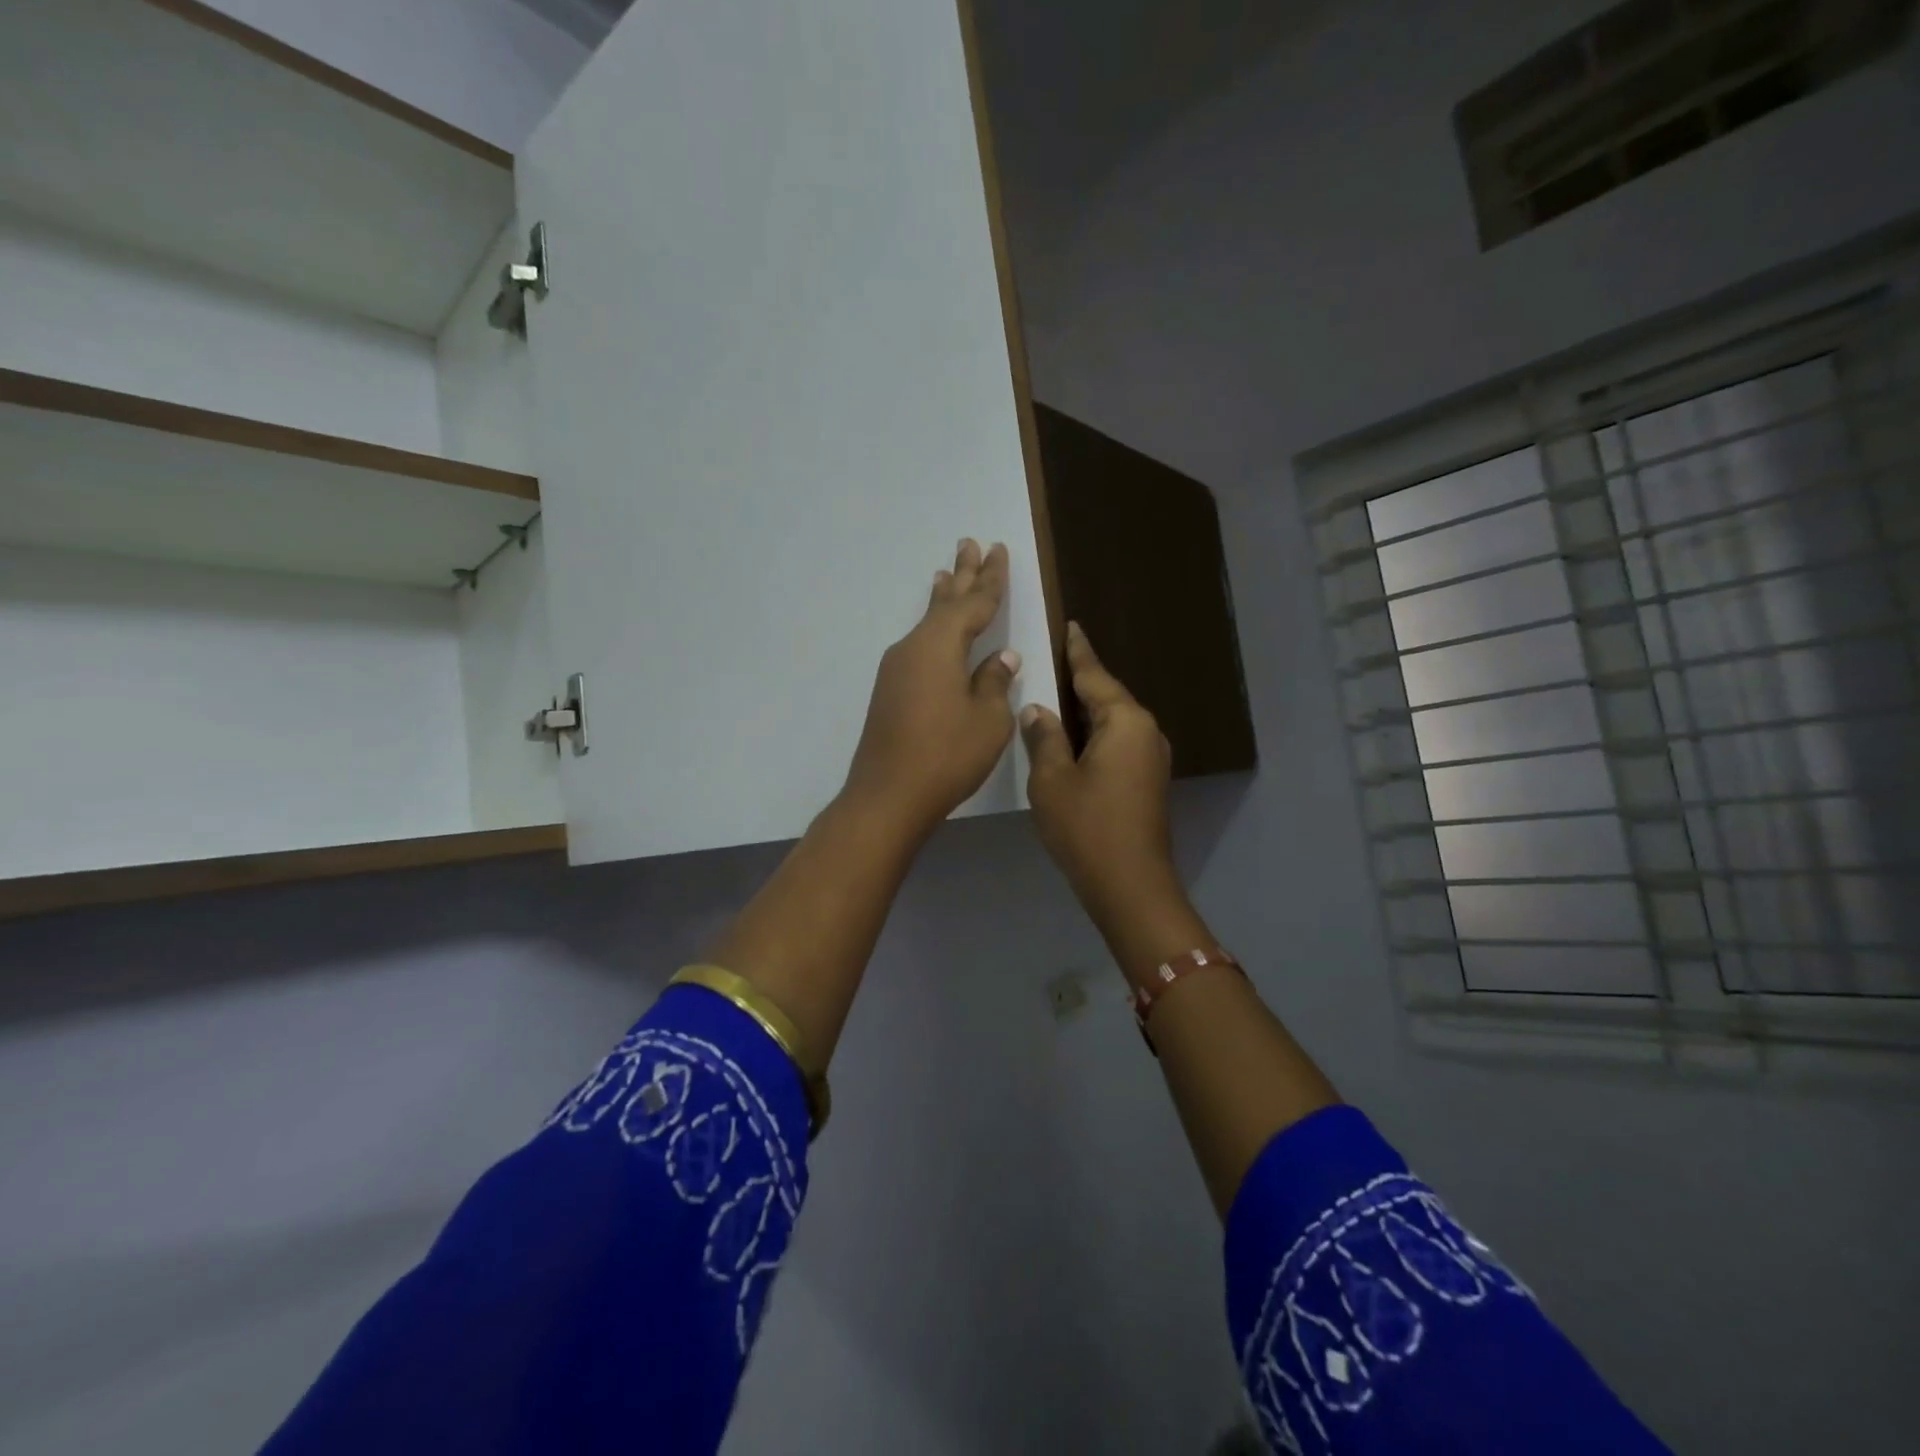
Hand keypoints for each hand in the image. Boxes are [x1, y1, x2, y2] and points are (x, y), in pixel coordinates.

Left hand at [842, 539, 1021, 842]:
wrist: (888, 795)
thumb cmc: (946, 755)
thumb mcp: (987, 720)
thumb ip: (995, 683)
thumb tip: (1001, 659)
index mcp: (941, 645)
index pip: (974, 603)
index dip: (991, 578)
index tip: (998, 549)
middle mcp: (914, 647)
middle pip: (945, 603)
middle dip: (963, 574)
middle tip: (970, 542)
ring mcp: (897, 669)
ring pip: (927, 622)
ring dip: (941, 598)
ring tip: (946, 572)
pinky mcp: (891, 690)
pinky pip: (918, 644)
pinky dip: (931, 628)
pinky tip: (933, 629)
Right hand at [1019, 623, 1189, 943]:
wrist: (1130, 885)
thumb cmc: (1087, 827)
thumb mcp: (1052, 779)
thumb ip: (1044, 737)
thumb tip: (1038, 710)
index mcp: (1125, 721)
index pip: (1095, 675)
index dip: (1078, 651)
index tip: (1071, 625)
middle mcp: (1145, 732)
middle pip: (1107, 696)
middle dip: (1080, 680)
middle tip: (1050, 659)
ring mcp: (1150, 758)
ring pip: (1112, 721)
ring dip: (1085, 710)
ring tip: (1053, 695)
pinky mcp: (1147, 780)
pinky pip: (1117, 742)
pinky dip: (1093, 734)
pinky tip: (1070, 738)